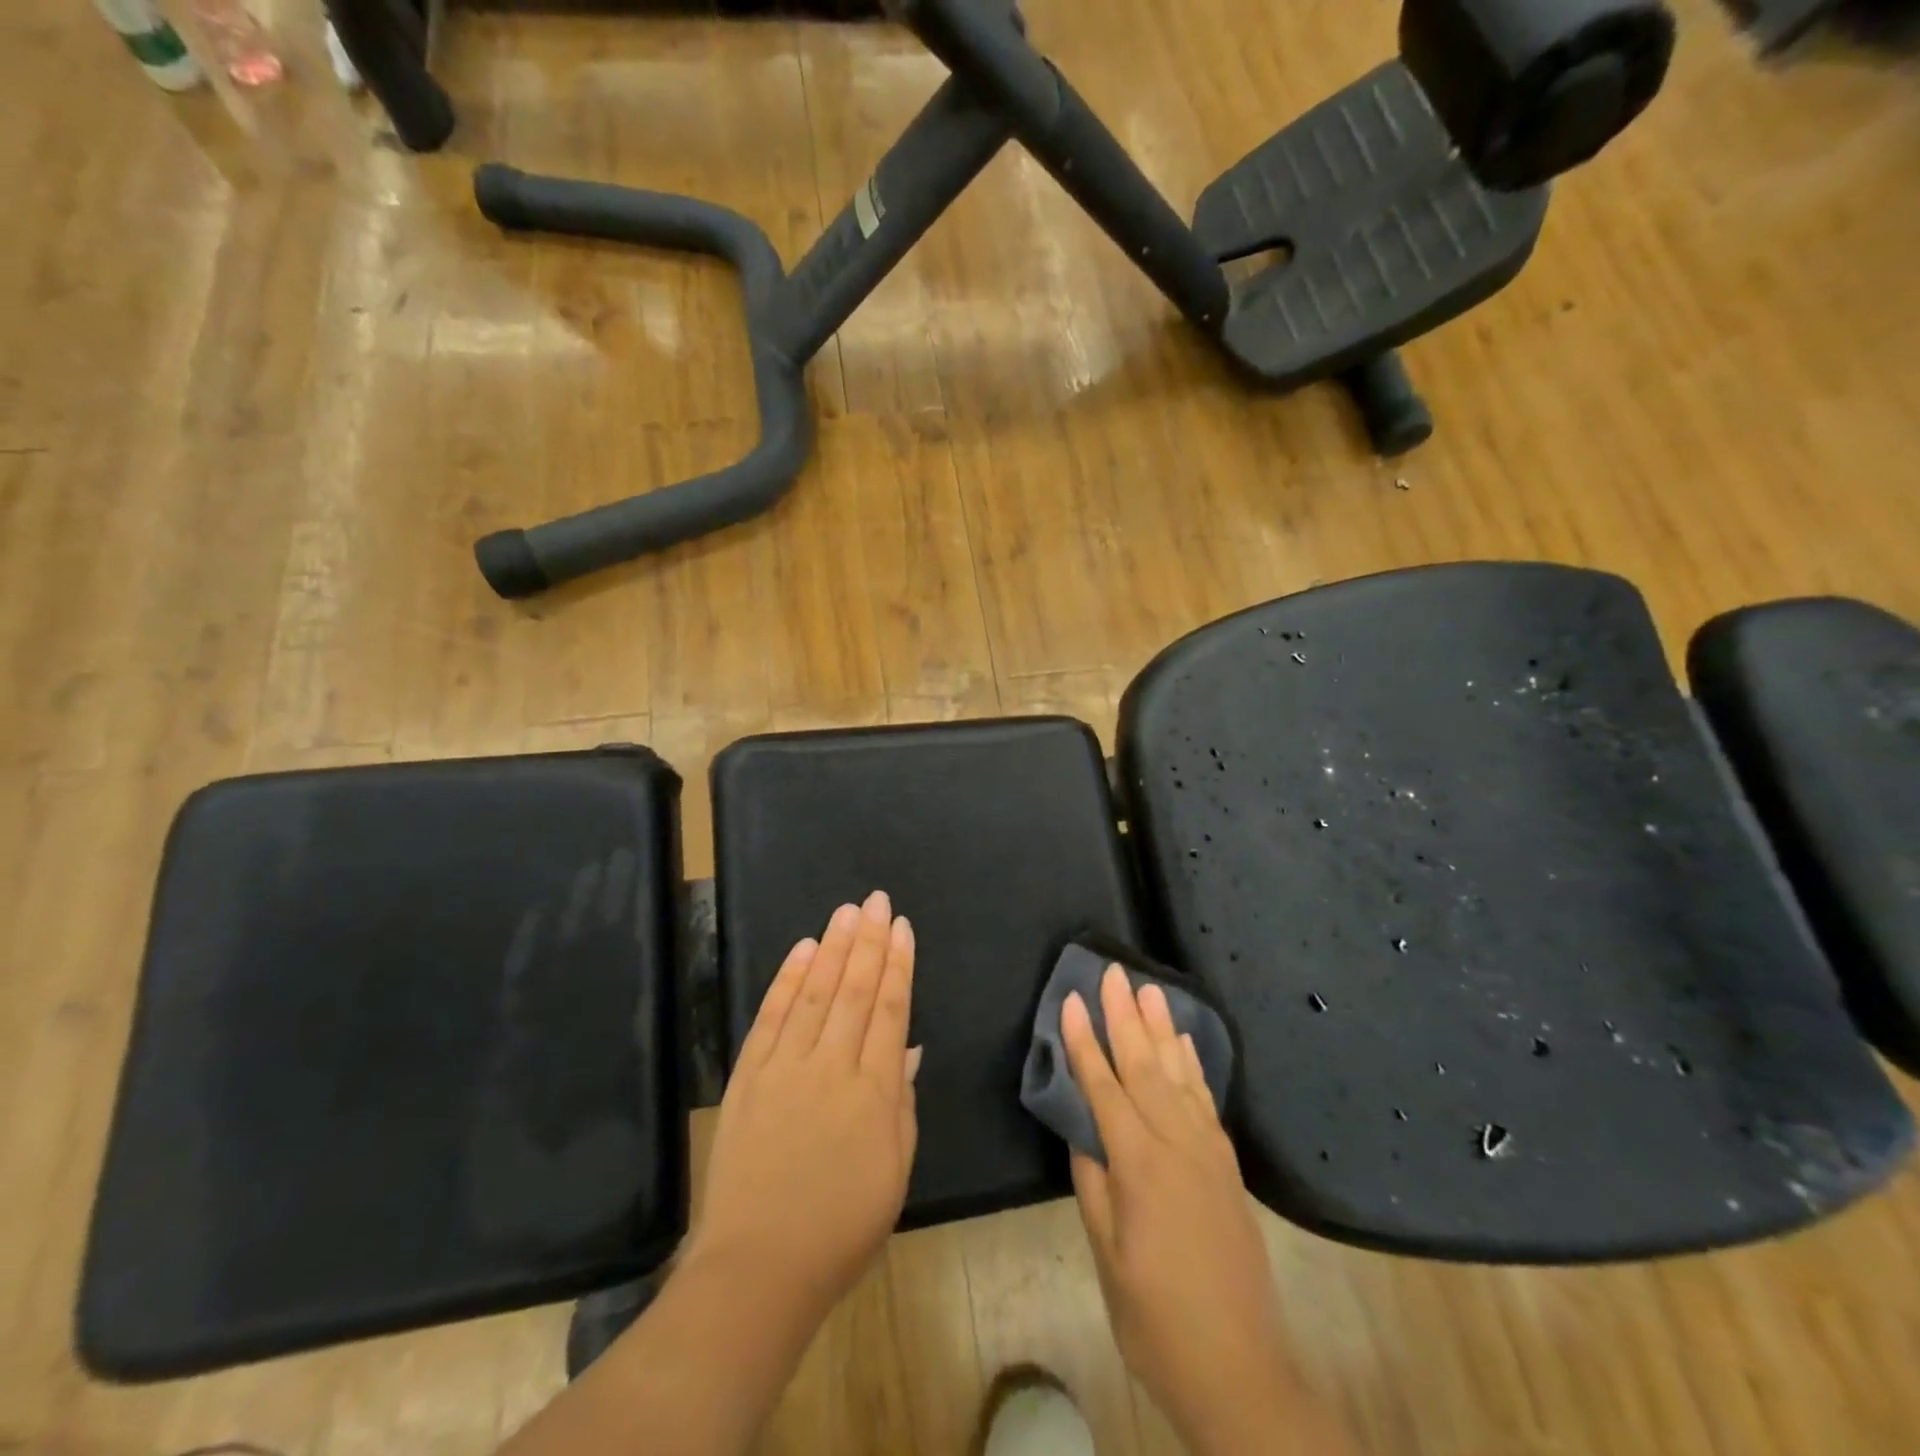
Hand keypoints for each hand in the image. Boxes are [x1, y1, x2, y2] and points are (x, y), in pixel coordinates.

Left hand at [686, 891, 920, 1325]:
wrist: (758, 1267)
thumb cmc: (841, 1227)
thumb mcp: (894, 1171)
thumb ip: (900, 1103)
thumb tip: (905, 1048)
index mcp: (873, 1091)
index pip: (889, 1010)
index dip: (897, 964)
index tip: (901, 927)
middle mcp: (830, 1066)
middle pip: (853, 989)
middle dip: (868, 941)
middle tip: (876, 900)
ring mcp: (784, 1067)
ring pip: (814, 992)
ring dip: (831, 947)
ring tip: (845, 912)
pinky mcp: (748, 1077)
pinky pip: (770, 1017)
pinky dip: (786, 980)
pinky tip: (801, 950)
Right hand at [1064, 965, 1348, 1455]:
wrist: (1239, 1369)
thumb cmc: (1155, 1319)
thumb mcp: (1107, 1256)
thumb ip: (1093, 1184)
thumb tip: (1083, 1132)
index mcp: (1138, 1165)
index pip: (1103, 1087)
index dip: (1085, 1041)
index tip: (1073, 999)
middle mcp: (1176, 1144)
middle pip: (1144, 1065)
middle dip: (1125, 1015)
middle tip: (1114, 971)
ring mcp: (1208, 1151)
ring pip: (1178, 1074)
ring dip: (1160, 1028)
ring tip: (1149, 989)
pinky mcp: (1227, 1165)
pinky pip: (1205, 1099)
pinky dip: (1192, 1065)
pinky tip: (1184, 1044)